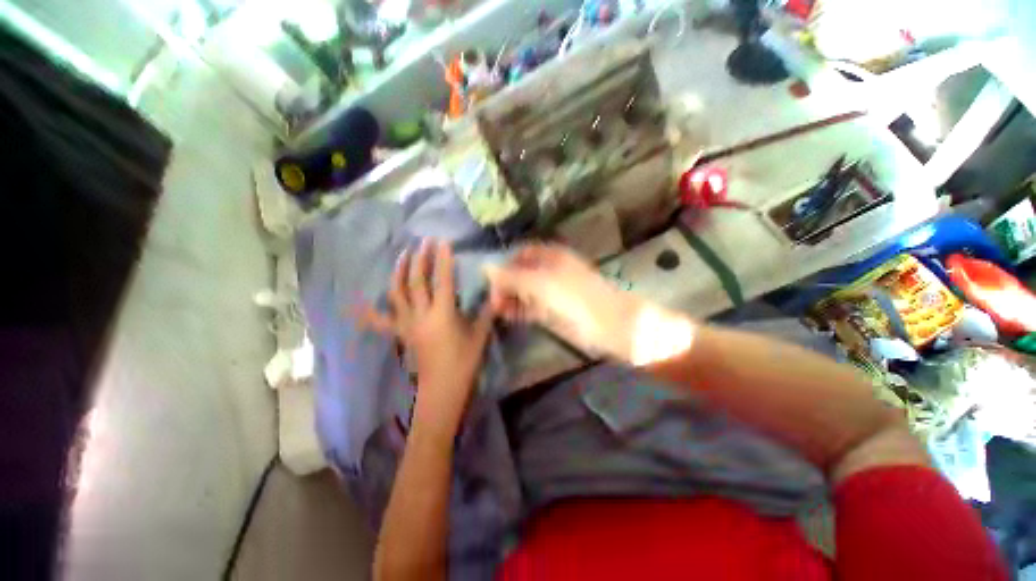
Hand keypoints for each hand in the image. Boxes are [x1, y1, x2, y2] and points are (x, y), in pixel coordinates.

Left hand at [365, 239, 493, 433]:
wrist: (442, 389)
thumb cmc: (464, 362)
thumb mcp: (480, 335)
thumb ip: (487, 312)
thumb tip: (496, 294)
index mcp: (443, 314)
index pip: (442, 280)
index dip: (443, 260)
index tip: (442, 242)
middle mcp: (421, 315)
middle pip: (416, 281)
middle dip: (420, 259)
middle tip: (423, 242)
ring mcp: (407, 324)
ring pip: (397, 293)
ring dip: (399, 272)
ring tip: (402, 255)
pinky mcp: (400, 333)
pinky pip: (380, 321)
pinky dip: (368, 312)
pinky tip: (356, 303)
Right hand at [484, 243, 643, 360]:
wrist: (608, 324)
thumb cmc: (575, 296)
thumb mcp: (542, 283)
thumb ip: (513, 277)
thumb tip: (485, 267)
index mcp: (550, 257)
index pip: (520, 254)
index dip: (504, 264)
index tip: (490, 279)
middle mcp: (548, 271)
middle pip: (520, 273)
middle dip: (504, 283)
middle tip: (491, 298)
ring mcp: (550, 292)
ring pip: (523, 291)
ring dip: (508, 297)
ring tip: (494, 308)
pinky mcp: (551, 311)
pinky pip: (529, 307)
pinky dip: (516, 310)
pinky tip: (504, 314)